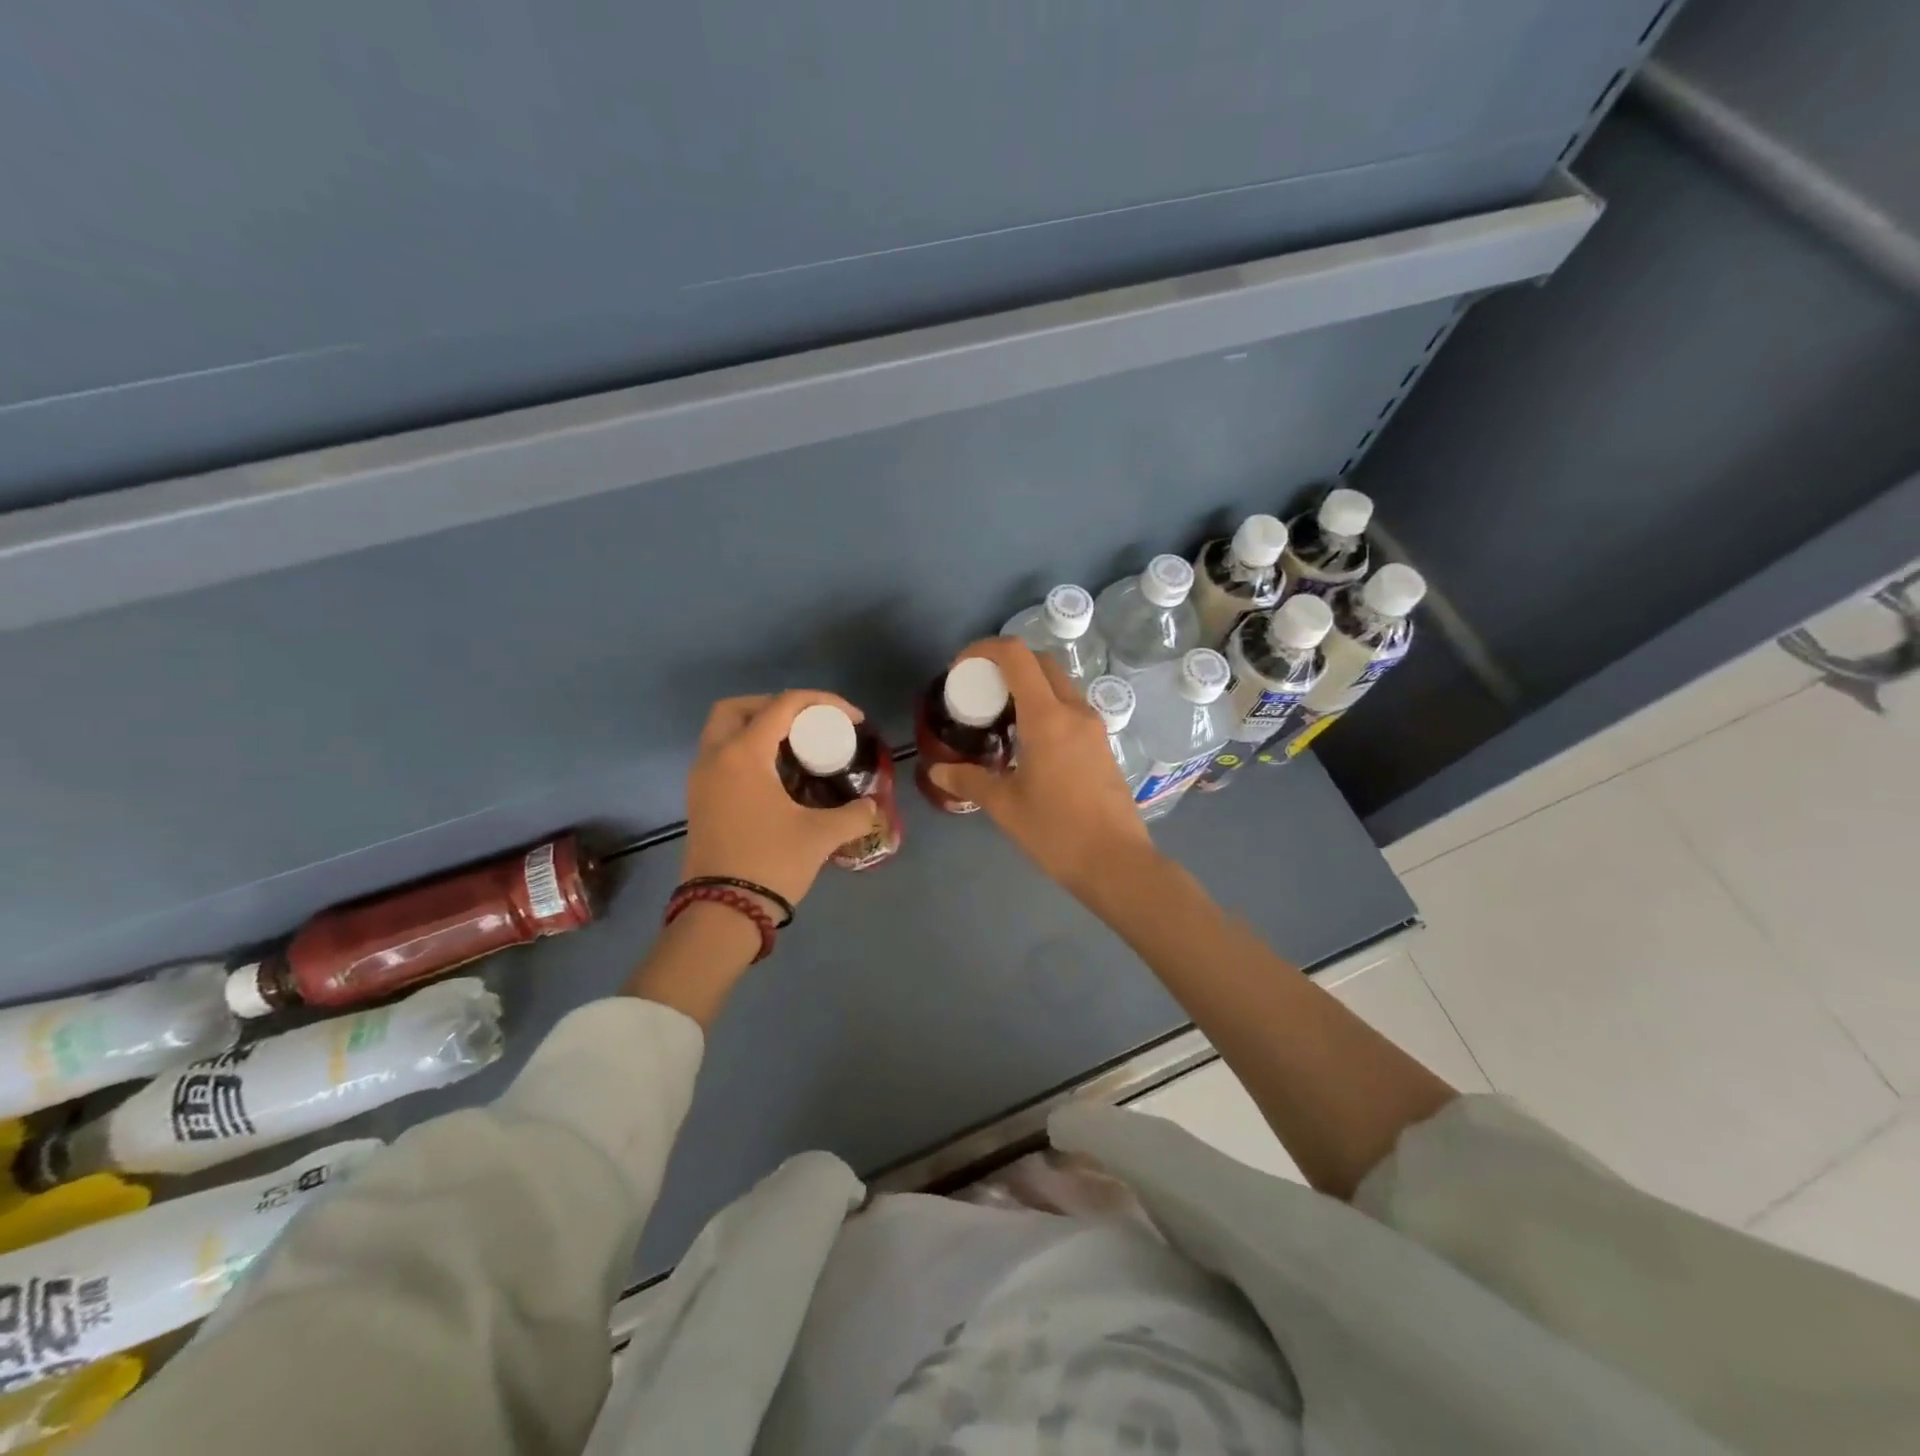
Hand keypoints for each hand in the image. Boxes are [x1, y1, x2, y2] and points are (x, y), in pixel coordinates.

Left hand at [680, 691, 881, 910]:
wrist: (723, 913)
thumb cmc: (771, 863)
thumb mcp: (821, 836)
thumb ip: (854, 814)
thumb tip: (872, 807)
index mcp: (743, 754)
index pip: (783, 705)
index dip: (823, 702)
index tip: (853, 719)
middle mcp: (715, 757)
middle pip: (738, 707)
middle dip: (776, 705)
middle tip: (809, 723)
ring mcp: (701, 779)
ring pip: (723, 731)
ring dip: (758, 727)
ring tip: (796, 746)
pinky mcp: (699, 800)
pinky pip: (721, 755)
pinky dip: (747, 750)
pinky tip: (777, 774)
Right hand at [927, 639, 1154, 896]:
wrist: (1116, 862)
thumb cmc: (1056, 831)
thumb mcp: (1004, 805)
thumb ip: (968, 781)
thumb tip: (936, 771)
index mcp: (1047, 717)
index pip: (1016, 656)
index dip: (984, 649)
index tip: (961, 667)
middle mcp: (1074, 711)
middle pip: (1040, 662)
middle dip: (1006, 664)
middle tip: (979, 690)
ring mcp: (1093, 726)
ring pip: (1058, 684)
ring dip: (1028, 685)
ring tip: (1000, 715)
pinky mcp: (1102, 744)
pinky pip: (1070, 708)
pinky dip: (1045, 705)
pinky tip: (1027, 740)